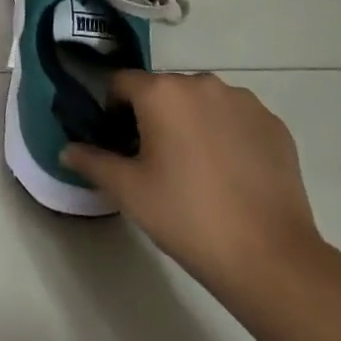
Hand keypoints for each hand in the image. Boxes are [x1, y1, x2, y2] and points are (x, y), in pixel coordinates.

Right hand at [62, 73, 321, 303]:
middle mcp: (202, 83)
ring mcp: (244, 101)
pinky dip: (226, 135)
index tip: (118, 143)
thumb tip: (66, 149)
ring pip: (202, 102)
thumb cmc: (187, 217)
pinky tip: (230, 175)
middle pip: (164, 90)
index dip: (112, 109)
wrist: (269, 257)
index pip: (121, 83)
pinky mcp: (274, 124)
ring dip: (191, 122)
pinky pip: (236, 118)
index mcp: (162, 92)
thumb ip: (92, 161)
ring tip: (196, 169)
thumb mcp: (129, 191)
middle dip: (153, 116)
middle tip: (154, 161)